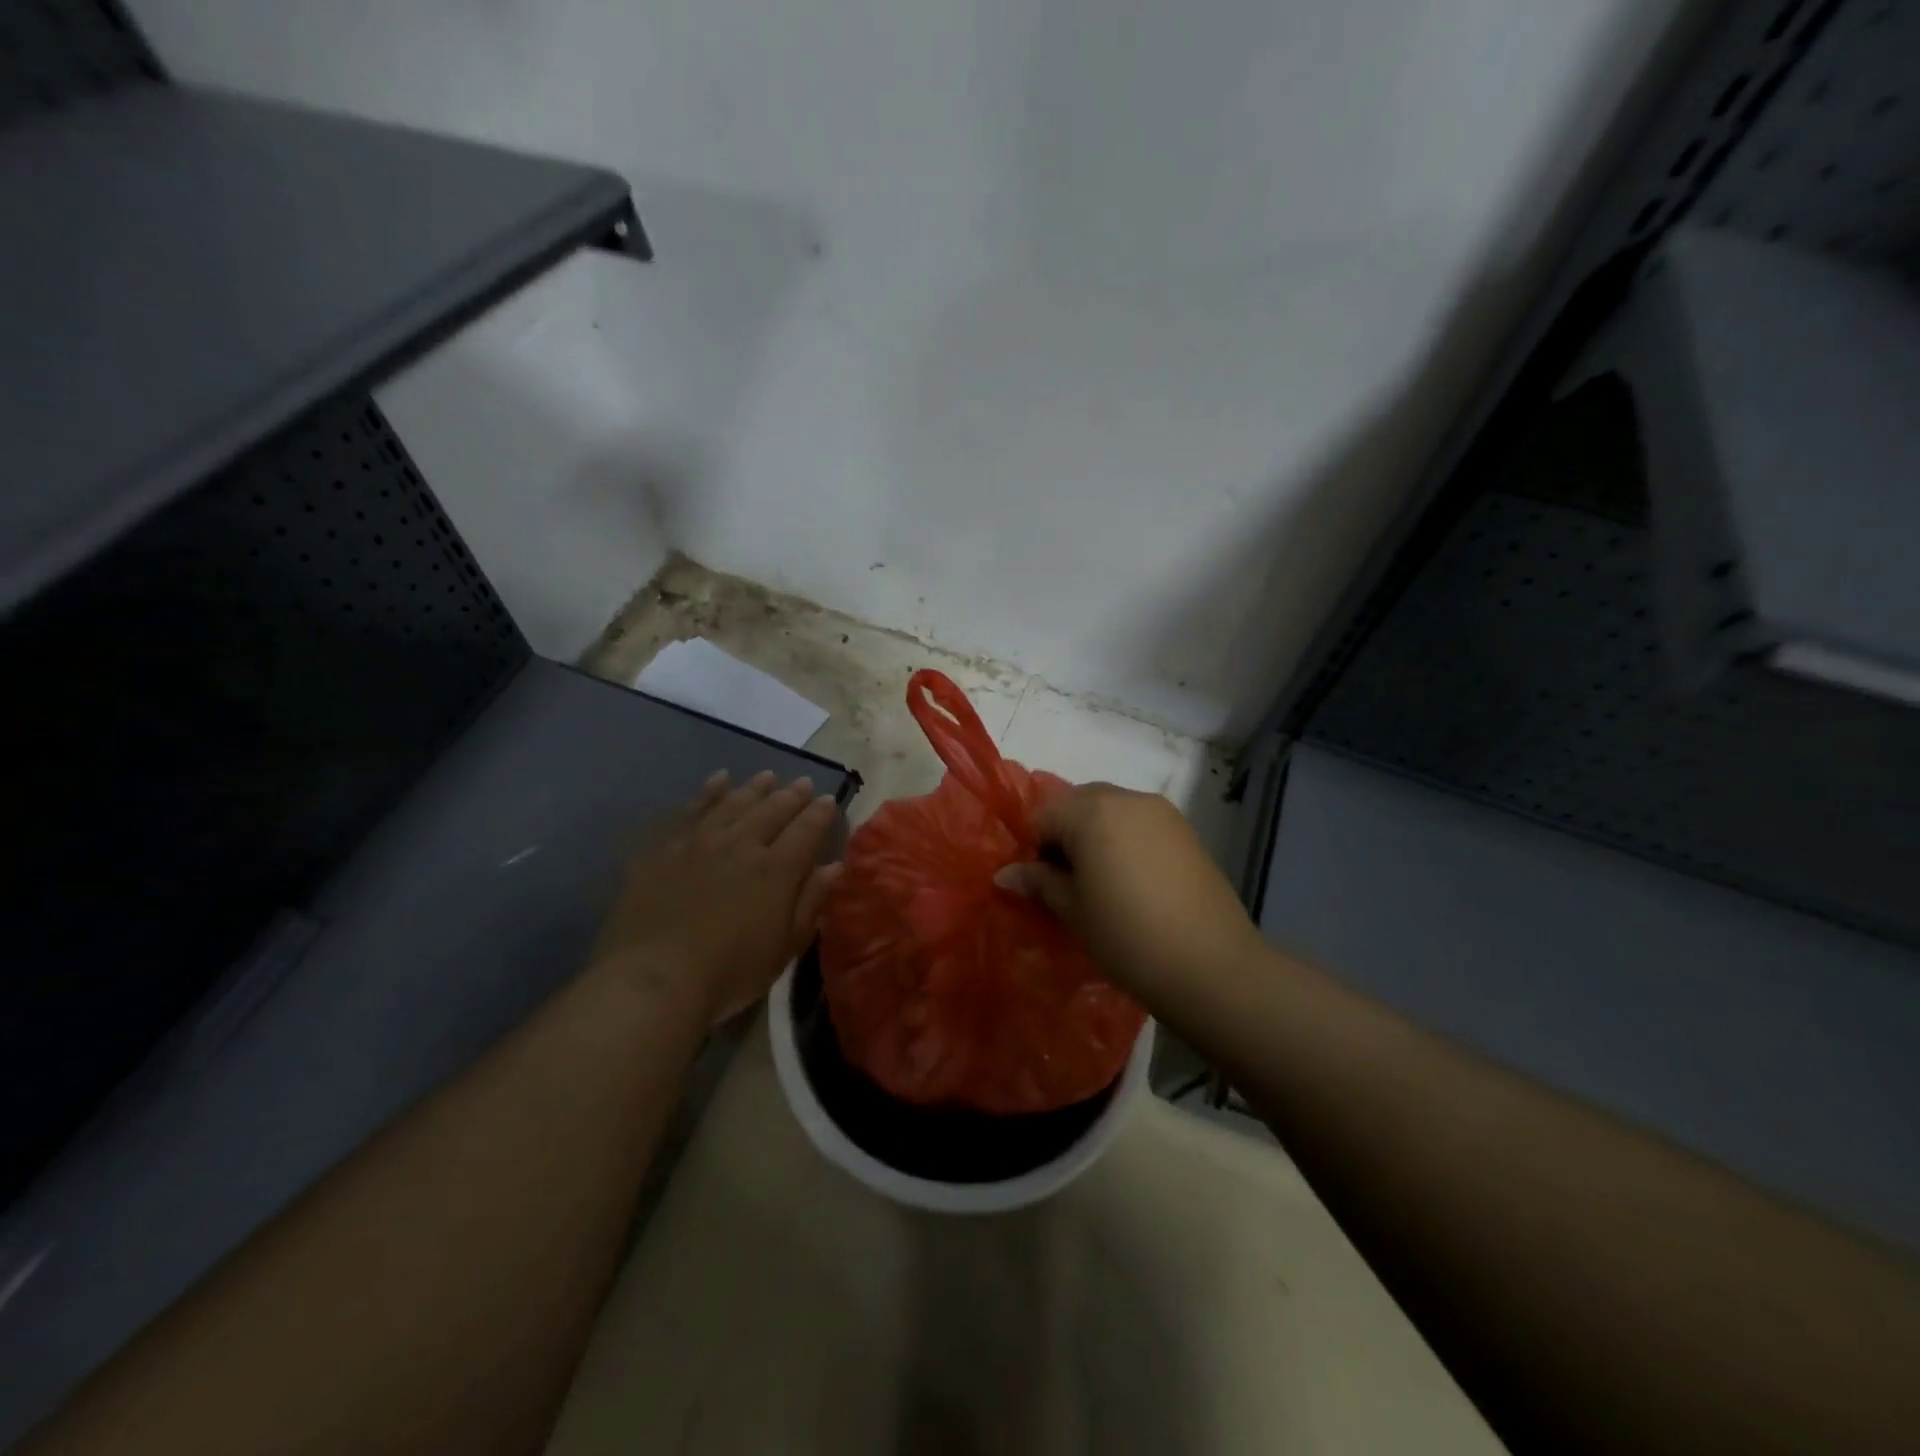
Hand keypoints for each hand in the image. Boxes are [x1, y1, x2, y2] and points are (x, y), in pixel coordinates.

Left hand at [589, 770, 842, 1024]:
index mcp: (776, 870)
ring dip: (755, 788)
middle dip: (792, 795)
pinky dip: (709, 791)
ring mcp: (700, 841)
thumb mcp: (784, 948)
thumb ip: (810, 903)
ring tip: (768, 777)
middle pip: (772, 810)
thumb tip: (834, 866)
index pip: (807, 830)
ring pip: (734, 803)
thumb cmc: (729, 972)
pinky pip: (692, 809)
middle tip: (803, 784)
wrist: (654, 979)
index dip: (820, 814)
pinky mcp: (665, 847)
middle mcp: (742, 844)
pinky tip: (719, 779)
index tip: (828, 800)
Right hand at [994, 783, 1260, 1003]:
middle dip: (1064, 835)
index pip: (1042, 815)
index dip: (1033, 848)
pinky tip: (1133, 883)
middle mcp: (1127, 798)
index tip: (1039, 885)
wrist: (1211, 965)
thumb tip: (1005, 874)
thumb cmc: (1127, 936)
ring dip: (1096, 836)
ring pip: (1112, 811)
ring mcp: (1162, 812)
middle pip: (1078, 804)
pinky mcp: (1186, 831)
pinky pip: (1141, 824)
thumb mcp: (1073, 911)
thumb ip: (1039, 882)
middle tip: (1067, 882)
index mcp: (1091, 810)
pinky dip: (1126, 841)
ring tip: (1101, 884)